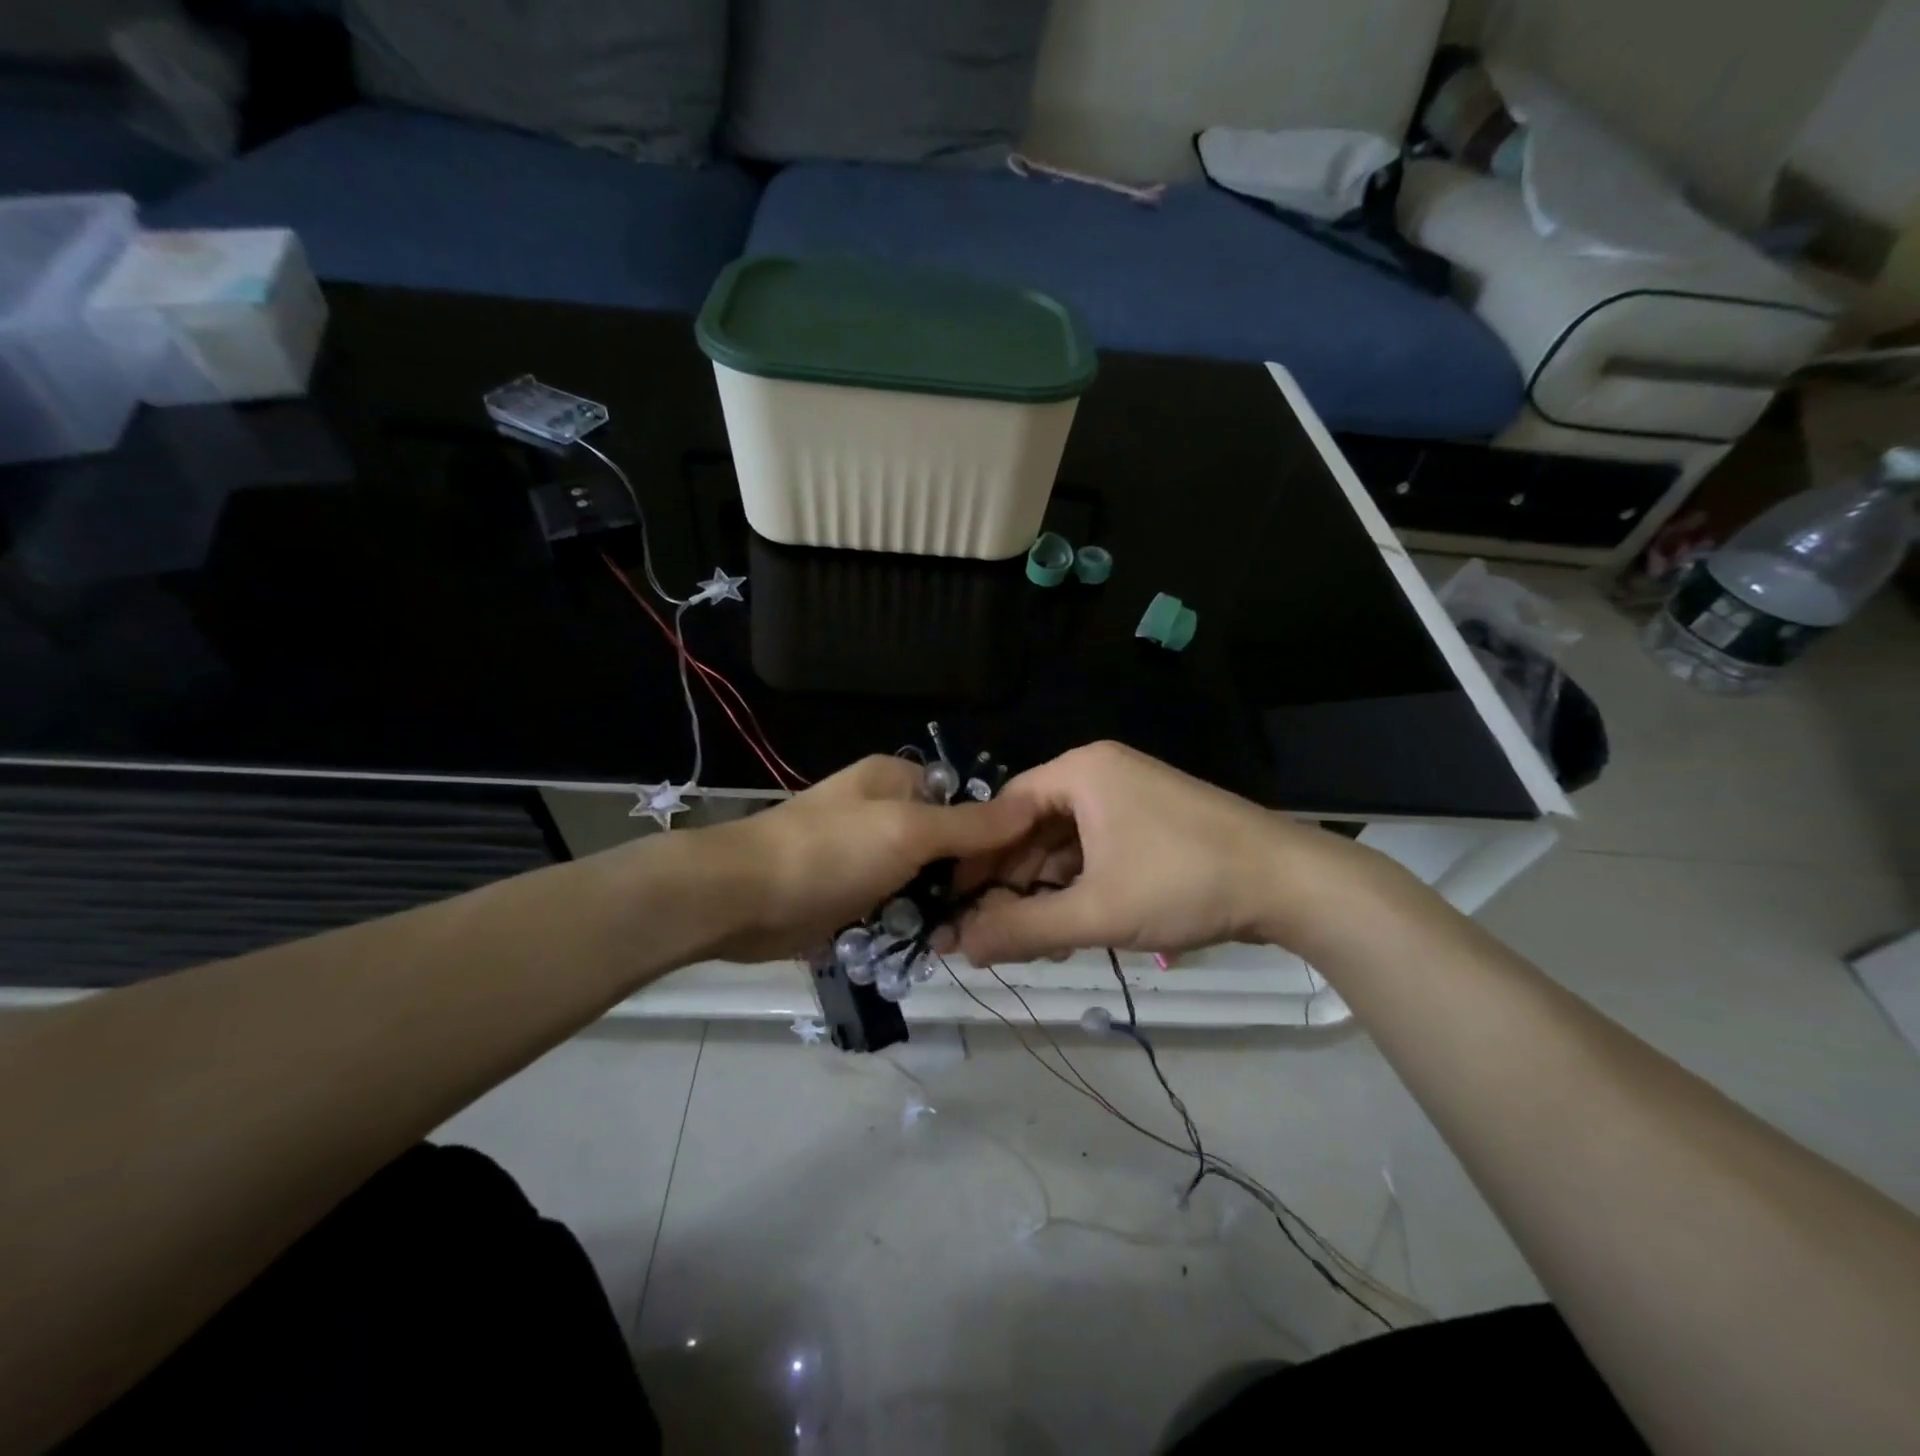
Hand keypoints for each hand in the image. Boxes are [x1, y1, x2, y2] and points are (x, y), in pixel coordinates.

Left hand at [702, 755, 1035, 962]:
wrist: (741, 899)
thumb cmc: (829, 852)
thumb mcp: (908, 831)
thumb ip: (970, 824)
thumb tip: (1030, 805)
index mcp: (897, 780)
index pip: (965, 799)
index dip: (995, 832)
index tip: (1023, 872)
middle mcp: (884, 811)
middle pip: (947, 843)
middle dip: (969, 878)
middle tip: (1000, 914)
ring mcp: (866, 855)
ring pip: (924, 880)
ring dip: (942, 907)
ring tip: (973, 938)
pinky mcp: (850, 894)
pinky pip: (896, 906)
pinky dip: (912, 924)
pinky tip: (936, 947)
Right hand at [953, 741, 1366, 964]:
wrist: (1292, 883)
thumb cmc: (1183, 883)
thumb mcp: (1096, 911)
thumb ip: (1023, 930)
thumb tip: (958, 949)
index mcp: (1080, 772)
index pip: (1004, 809)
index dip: (976, 859)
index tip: (955, 904)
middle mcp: (1100, 773)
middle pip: (1034, 827)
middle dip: (1013, 882)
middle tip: (993, 933)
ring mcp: (1130, 795)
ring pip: (1066, 843)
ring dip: (1045, 890)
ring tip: (1034, 940)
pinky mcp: (1153, 821)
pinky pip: (1097, 848)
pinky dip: (1079, 885)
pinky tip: (1073, 926)